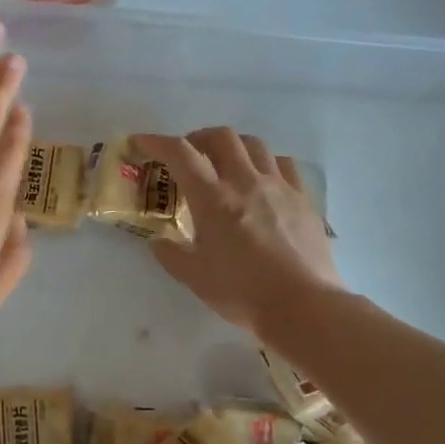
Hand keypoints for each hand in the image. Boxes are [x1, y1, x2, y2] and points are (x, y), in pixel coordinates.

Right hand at [136, 128, 342, 336]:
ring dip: (232, 145)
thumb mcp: (194, 277)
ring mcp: (279, 187)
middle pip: (221, 137)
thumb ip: (171, 254)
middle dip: (197, 138)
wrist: (303, 306)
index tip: (141, 142)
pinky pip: (283, 165)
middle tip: (187, 155)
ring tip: (224, 163)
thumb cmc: (242, 292)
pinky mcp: (303, 199)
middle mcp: (246, 182)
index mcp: (213, 199)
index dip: (157, 142)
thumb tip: (158, 241)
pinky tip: (261, 180)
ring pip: (254, 144)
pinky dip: (264, 162)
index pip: (181, 154)